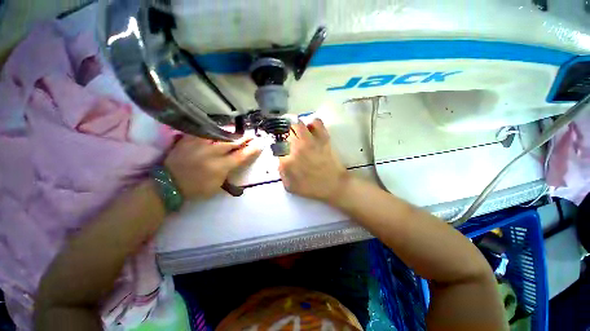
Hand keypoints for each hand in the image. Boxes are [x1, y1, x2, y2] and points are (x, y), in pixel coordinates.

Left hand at [164, 136, 260, 198]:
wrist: (169, 183)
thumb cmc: (196, 188)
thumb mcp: (217, 186)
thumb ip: (229, 172)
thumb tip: (237, 160)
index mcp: (220, 167)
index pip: (241, 155)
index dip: (253, 149)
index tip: (261, 143)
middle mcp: (211, 153)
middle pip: (233, 141)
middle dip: (245, 137)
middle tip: (252, 134)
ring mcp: (199, 144)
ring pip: (220, 133)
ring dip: (232, 131)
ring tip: (239, 130)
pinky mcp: (189, 139)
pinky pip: (206, 131)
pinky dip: (216, 129)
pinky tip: (221, 128)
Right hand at [279, 119, 347, 202]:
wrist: (333, 185)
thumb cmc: (312, 188)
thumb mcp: (290, 186)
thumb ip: (281, 173)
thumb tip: (280, 160)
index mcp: (287, 161)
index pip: (277, 147)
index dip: (279, 147)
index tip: (282, 150)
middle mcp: (296, 147)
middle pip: (285, 132)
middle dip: (285, 135)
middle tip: (288, 140)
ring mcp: (310, 141)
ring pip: (297, 124)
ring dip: (294, 126)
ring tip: (297, 132)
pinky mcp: (323, 137)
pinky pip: (316, 122)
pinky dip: (312, 123)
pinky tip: (311, 129)